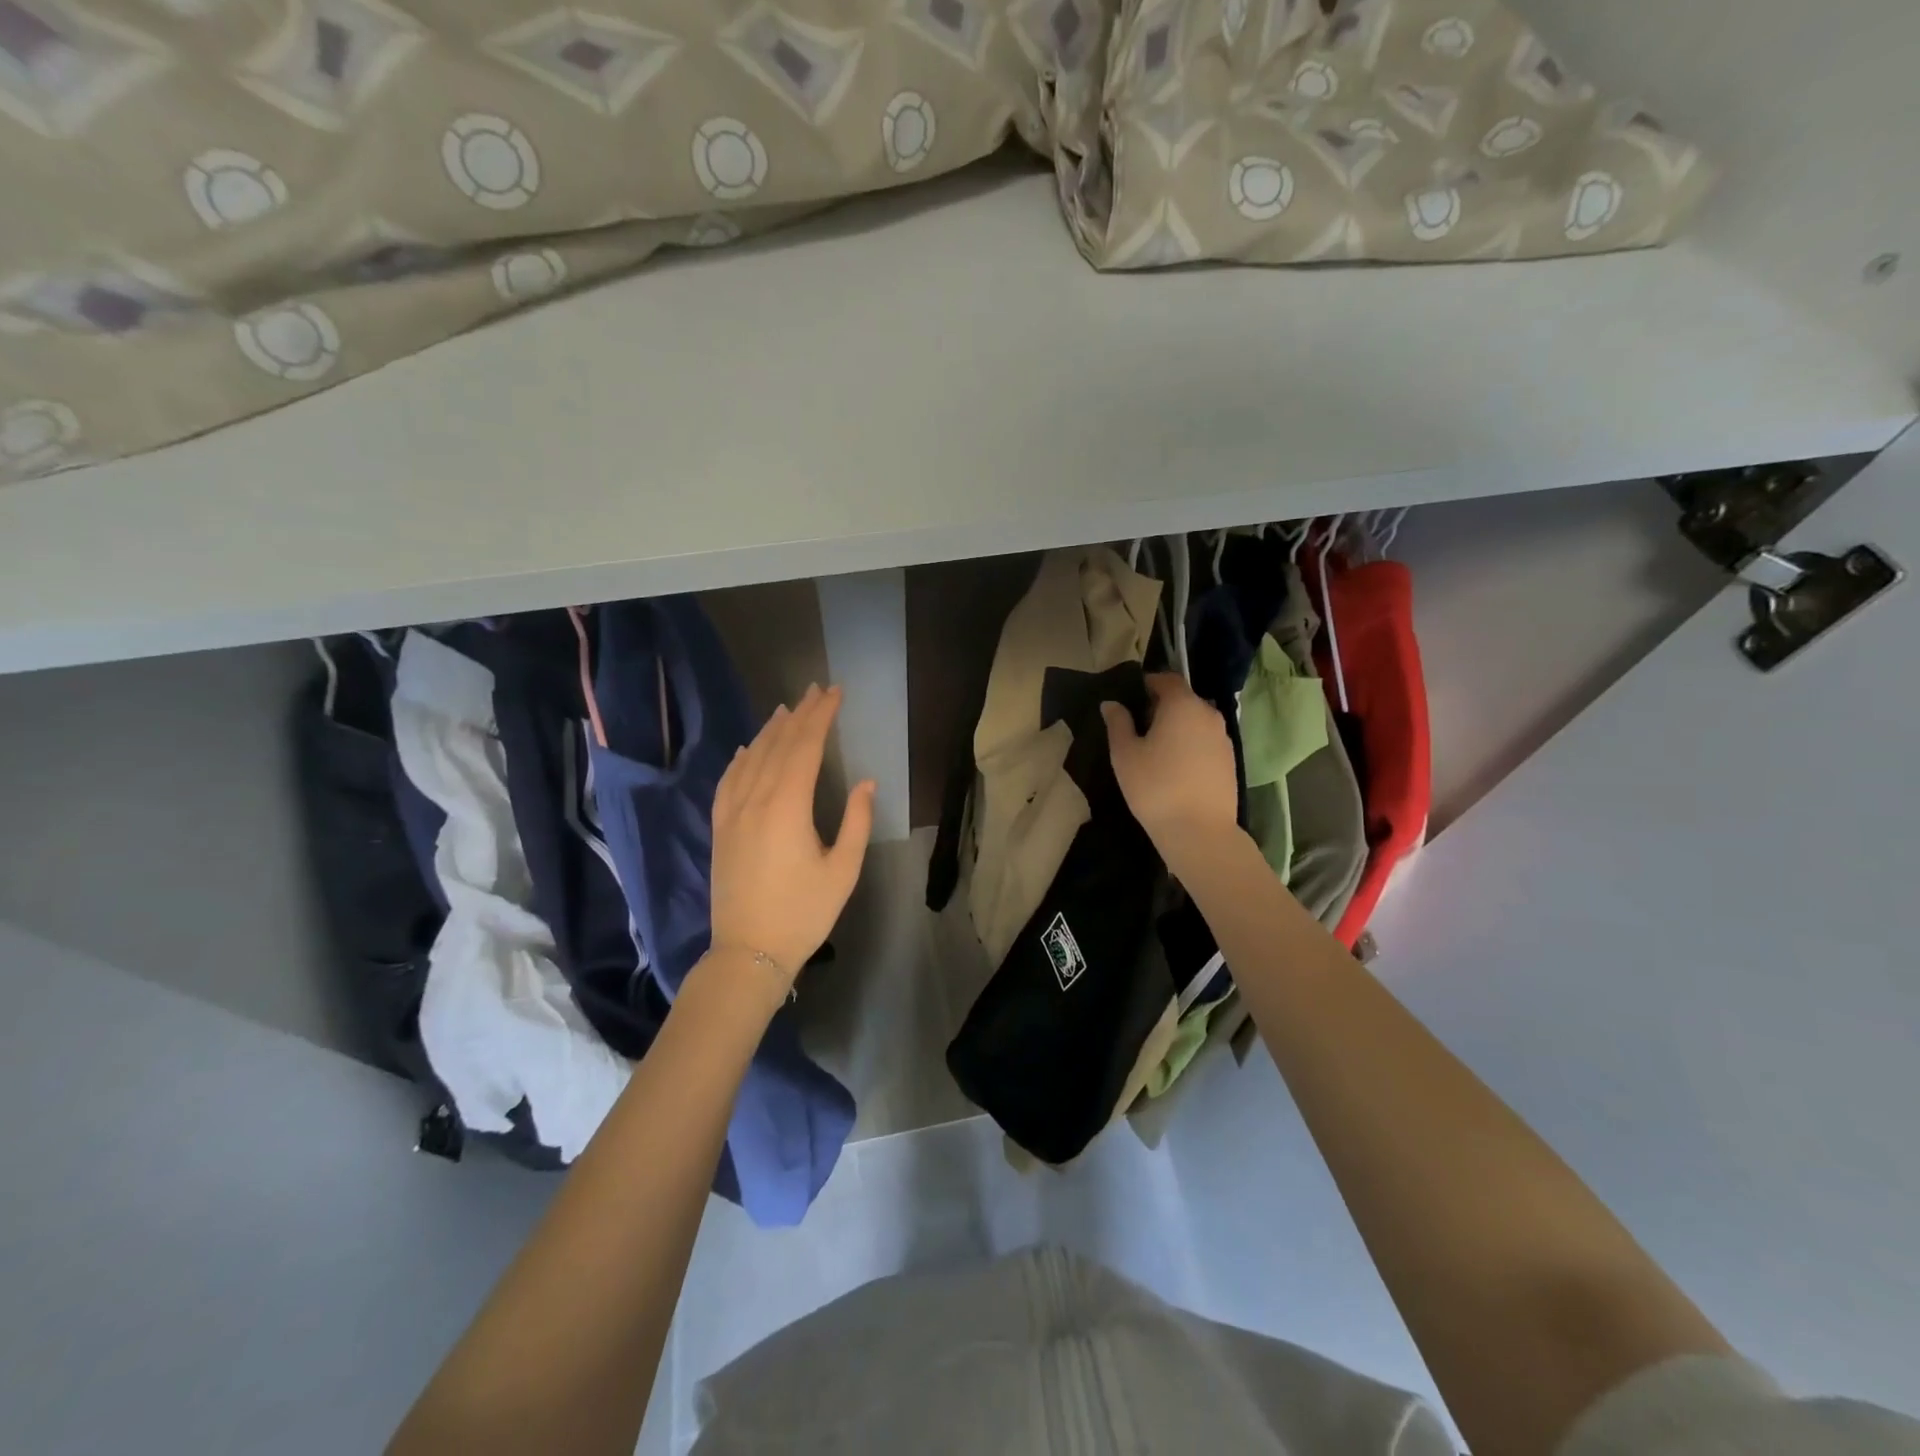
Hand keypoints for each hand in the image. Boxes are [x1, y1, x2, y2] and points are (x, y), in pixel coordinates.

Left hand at [707, 684, 874, 1001]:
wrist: (748, 952)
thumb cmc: (804, 913)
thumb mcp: (843, 870)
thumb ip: (857, 821)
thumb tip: (866, 782)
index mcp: (788, 806)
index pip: (805, 747)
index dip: (821, 716)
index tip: (835, 693)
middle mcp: (755, 800)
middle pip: (778, 745)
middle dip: (799, 715)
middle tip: (816, 690)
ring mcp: (732, 813)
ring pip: (751, 758)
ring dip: (770, 730)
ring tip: (786, 709)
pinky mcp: (720, 829)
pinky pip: (728, 781)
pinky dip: (739, 759)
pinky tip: (745, 749)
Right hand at [1102, 673, 1238, 854]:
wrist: (1200, 831)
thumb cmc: (1155, 787)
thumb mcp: (1125, 754)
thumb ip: (1118, 723)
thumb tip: (1111, 704)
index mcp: (1182, 705)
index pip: (1167, 679)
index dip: (1148, 683)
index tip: (1131, 697)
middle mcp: (1208, 713)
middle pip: (1183, 699)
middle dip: (1162, 706)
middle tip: (1139, 726)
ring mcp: (1223, 737)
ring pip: (1196, 721)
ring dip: (1178, 726)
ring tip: (1157, 749)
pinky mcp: (1230, 760)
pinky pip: (1206, 741)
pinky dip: (1191, 744)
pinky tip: (1176, 767)